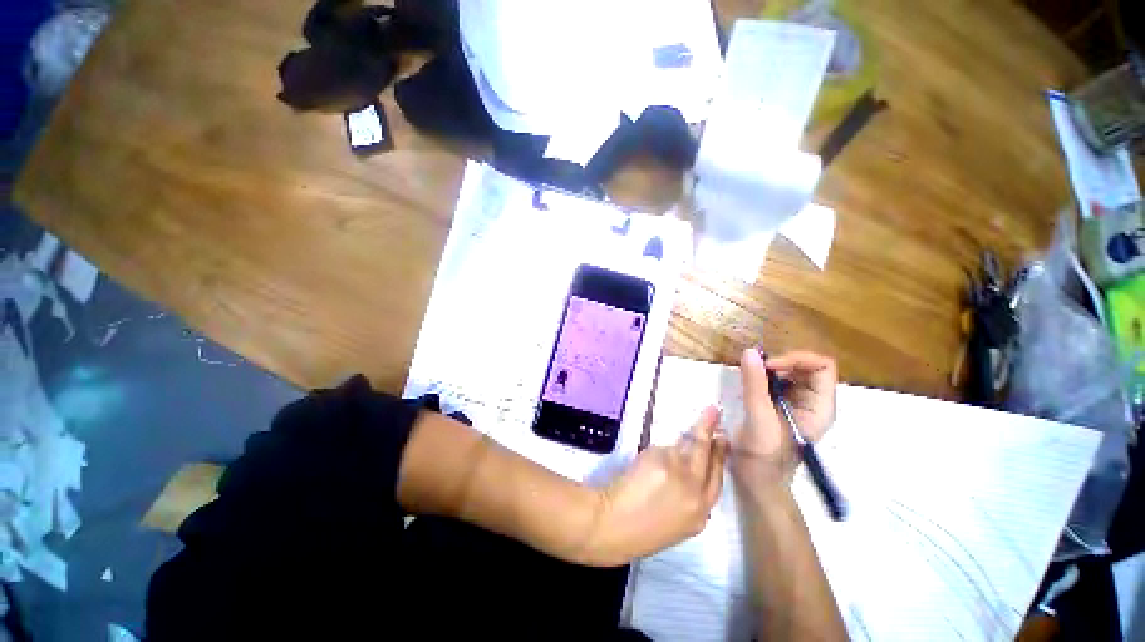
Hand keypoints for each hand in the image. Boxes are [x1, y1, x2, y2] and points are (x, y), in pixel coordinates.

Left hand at [585, 407, 728, 565]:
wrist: (611, 525)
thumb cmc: (639, 531)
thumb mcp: (676, 525)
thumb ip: (690, 501)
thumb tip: (691, 475)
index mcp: (700, 514)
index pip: (717, 478)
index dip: (720, 457)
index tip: (721, 439)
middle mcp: (695, 491)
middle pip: (706, 455)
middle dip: (709, 432)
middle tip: (713, 413)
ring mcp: (678, 472)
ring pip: (686, 447)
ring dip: (685, 436)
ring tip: (679, 431)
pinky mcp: (661, 459)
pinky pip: (665, 447)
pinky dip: (661, 449)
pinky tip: (650, 460)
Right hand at [732, 348, 835, 488]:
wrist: (756, 480)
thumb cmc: (764, 455)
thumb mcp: (759, 418)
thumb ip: (755, 384)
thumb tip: (750, 351)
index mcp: (819, 407)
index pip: (822, 367)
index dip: (797, 359)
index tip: (768, 366)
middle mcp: (812, 402)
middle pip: (806, 366)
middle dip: (780, 361)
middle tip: (754, 366)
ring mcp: (795, 403)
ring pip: (789, 372)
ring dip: (768, 367)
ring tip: (748, 372)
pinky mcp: (779, 405)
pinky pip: (775, 381)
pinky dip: (761, 375)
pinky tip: (747, 380)